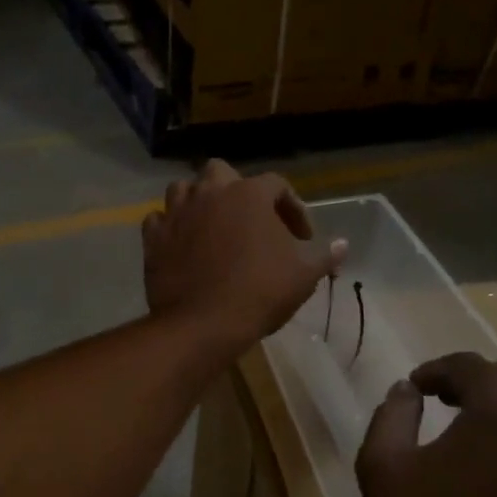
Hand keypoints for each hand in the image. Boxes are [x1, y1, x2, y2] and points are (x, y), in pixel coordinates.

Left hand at [142, 159, 346, 351]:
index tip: (302, 237)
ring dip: (199, 201)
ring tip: (213, 226)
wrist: (203, 323)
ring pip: (185, 190)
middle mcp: (210, 192)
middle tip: (250, 221)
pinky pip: (159, 220)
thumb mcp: (303, 276)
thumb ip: (324, 256)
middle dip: (237, 191)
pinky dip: (171, 227)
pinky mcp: (153, 238)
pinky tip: (182, 243)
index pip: (277, 186)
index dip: (293, 208)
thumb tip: (343, 245)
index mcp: (249, 194)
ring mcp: (177, 213)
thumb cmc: (259, 293)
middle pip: (222, 173)